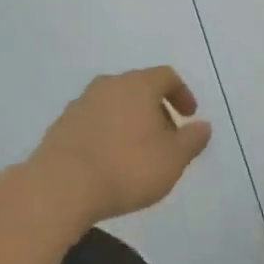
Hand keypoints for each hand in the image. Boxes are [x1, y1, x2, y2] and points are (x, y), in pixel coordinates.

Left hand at [29, 68, 212, 227]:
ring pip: (114, 104)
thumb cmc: (126, 168)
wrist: (60, 187)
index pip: (166, 76)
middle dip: (156, 109)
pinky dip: (108, 133)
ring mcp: (80, 104)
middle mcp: (108, 85)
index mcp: (137, 85)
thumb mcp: (172, 159)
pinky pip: (94, 121)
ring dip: (130, 121)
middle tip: (167, 138)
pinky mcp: (61, 125)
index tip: (189, 117)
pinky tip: (110, 161)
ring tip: (138, 153)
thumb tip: (203, 126)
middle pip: (139, 88)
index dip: (182, 94)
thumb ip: (192, 140)